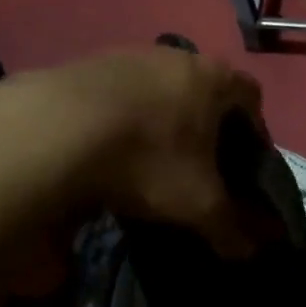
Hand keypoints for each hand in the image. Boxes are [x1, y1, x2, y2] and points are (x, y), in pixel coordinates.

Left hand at [0, 47, 270, 259]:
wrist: (51, 130)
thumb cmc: (148, 158)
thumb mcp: (197, 203)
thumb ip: (231, 226)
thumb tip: (252, 251)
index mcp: (214, 78)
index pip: (251, 96)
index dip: (253, 131)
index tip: (241, 164)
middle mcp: (176, 55)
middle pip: (204, 90)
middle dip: (205, 126)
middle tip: (198, 165)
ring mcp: (128, 55)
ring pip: (159, 89)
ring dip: (160, 120)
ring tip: (147, 161)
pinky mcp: (84, 64)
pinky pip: (118, 93)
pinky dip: (121, 119)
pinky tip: (107, 150)